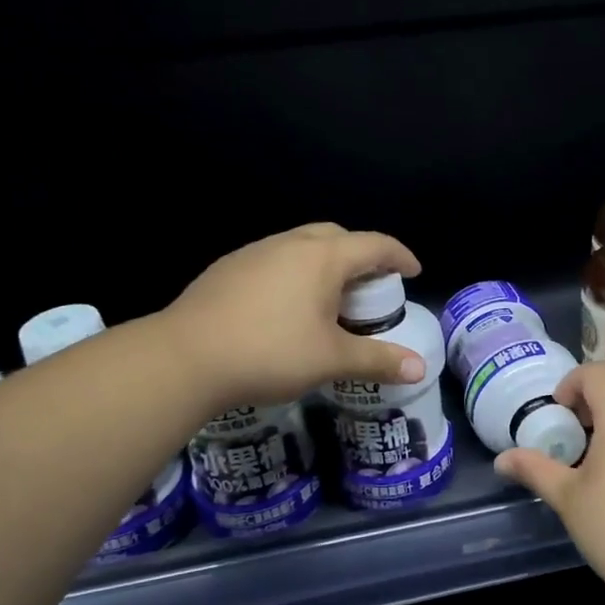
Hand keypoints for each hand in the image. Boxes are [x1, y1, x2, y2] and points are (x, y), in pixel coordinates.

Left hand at [162, 224, 427, 409]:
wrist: (184, 358)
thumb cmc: (270, 352)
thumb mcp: (331, 360)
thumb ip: (377, 360)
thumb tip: (419, 369)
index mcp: (323, 257)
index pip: (374, 244)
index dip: (399, 256)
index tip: (413, 272)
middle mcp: (290, 244)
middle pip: (337, 236)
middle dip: (361, 255)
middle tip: (370, 286)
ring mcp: (254, 252)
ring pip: (302, 245)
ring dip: (325, 262)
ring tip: (329, 298)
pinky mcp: (228, 268)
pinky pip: (274, 259)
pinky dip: (294, 273)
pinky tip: (285, 307)